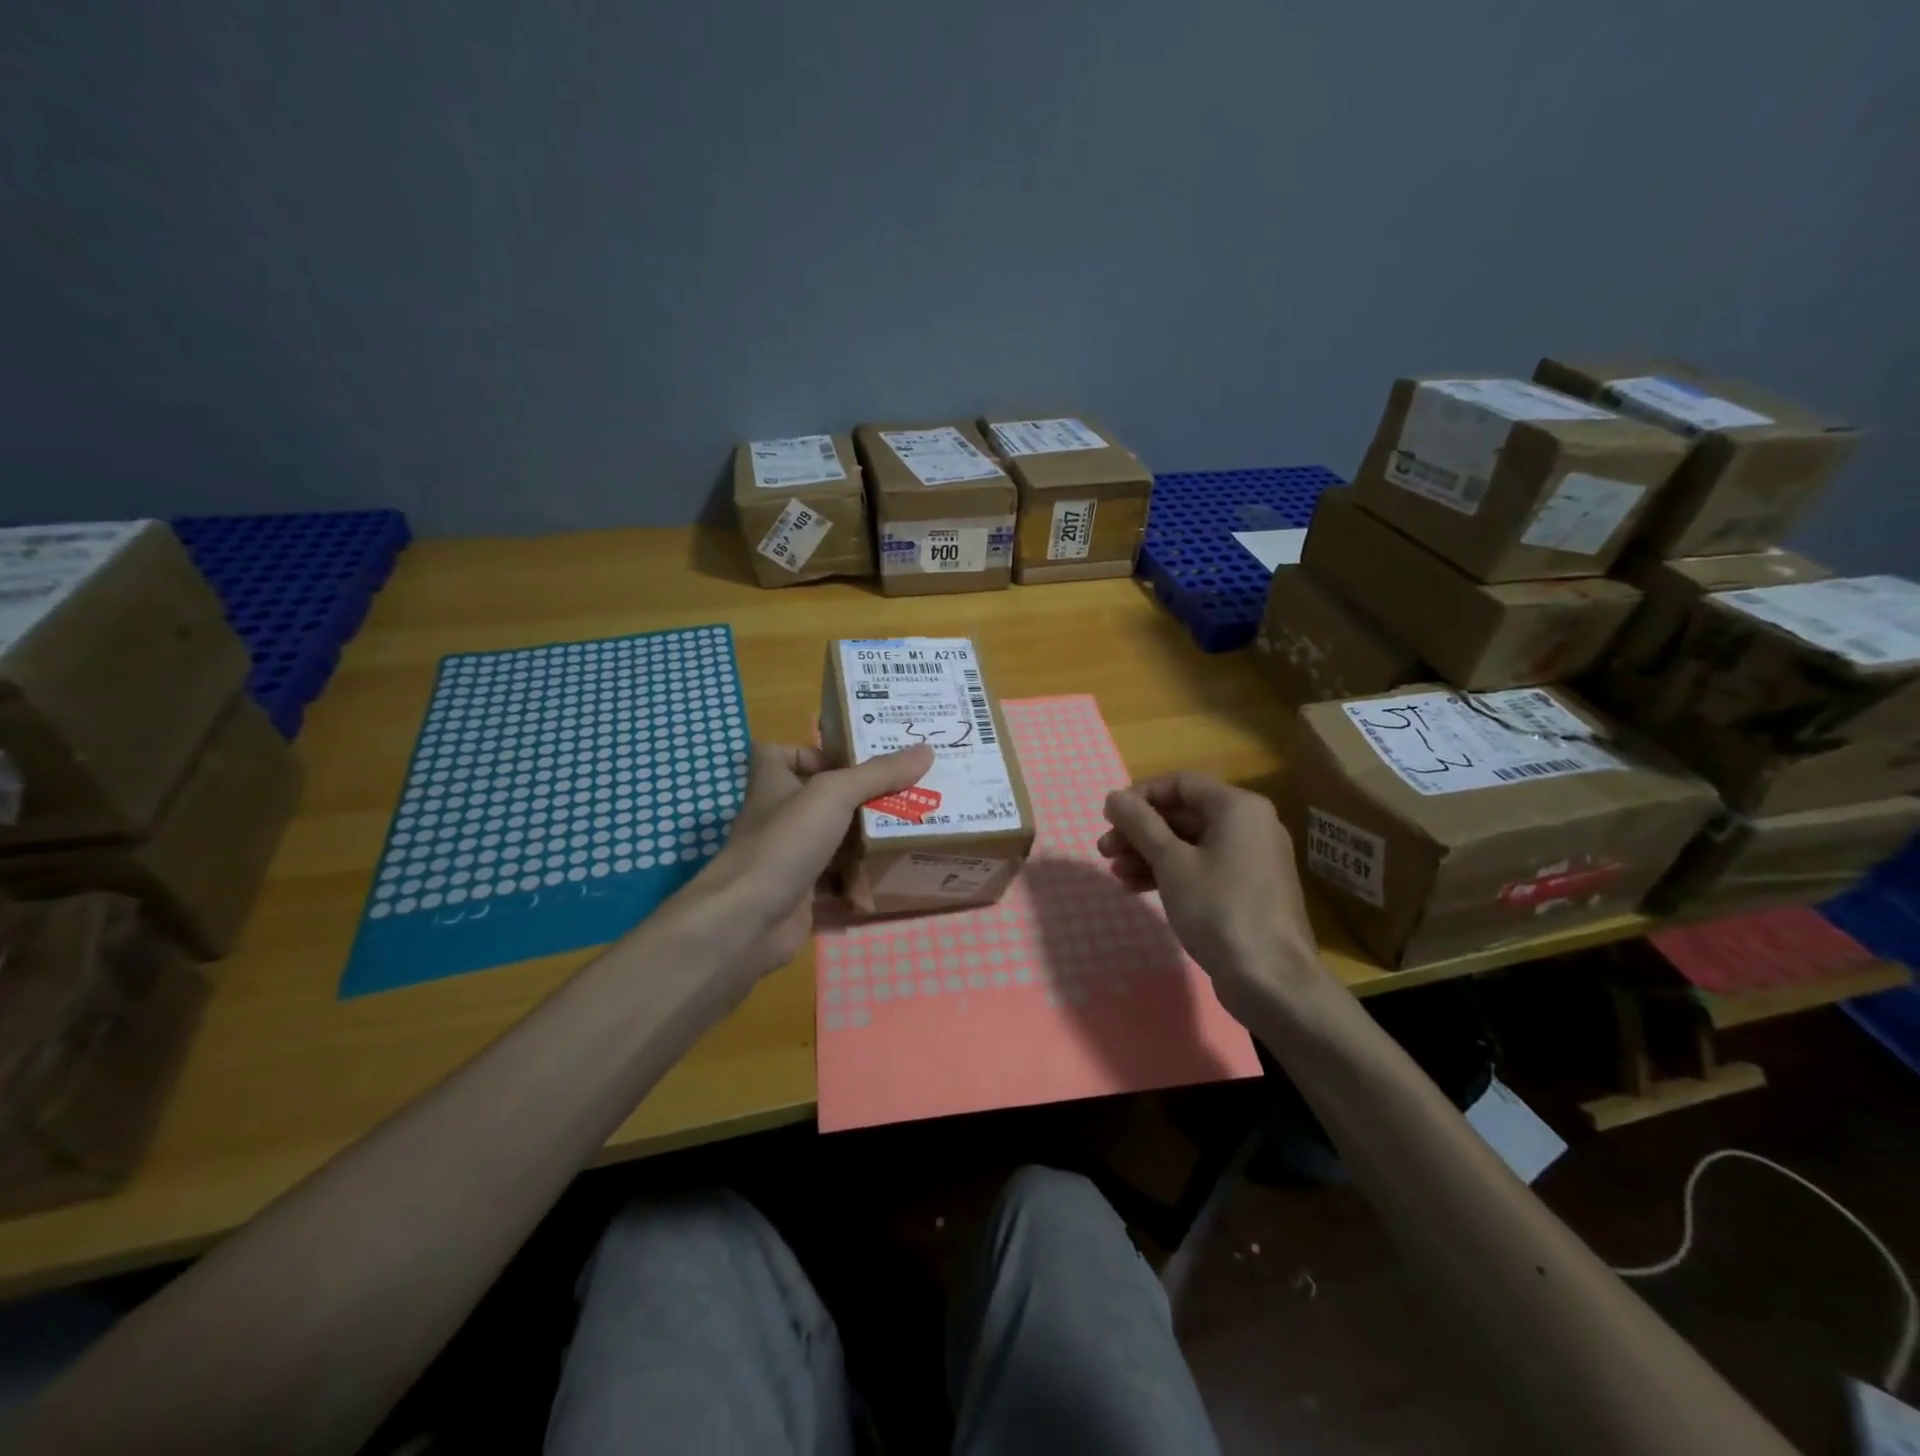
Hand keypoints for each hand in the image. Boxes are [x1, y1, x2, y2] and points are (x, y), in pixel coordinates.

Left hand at [674, 742, 934, 989]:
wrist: (748, 919)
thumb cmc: (784, 841)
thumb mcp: (834, 794)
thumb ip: (879, 773)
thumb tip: (926, 750)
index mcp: (774, 781)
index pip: (785, 753)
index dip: (816, 751)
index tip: (856, 759)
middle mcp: (779, 815)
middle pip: (823, 798)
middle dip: (863, 797)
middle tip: (909, 791)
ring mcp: (790, 856)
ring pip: (835, 840)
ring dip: (868, 839)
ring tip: (913, 829)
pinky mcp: (802, 892)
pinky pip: (838, 880)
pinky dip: (862, 880)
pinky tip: (896, 874)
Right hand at [1098, 772, 1330, 1023]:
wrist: (1271, 979)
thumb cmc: (1219, 909)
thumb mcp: (1172, 863)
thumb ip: (1140, 824)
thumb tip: (1114, 797)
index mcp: (1238, 807)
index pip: (1179, 783)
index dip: (1139, 796)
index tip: (1109, 817)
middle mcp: (1250, 824)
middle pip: (1183, 813)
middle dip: (1140, 830)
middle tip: (1104, 849)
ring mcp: (1251, 858)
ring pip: (1189, 843)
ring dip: (1149, 853)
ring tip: (1115, 872)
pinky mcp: (1247, 889)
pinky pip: (1202, 866)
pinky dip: (1170, 872)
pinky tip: (1137, 887)